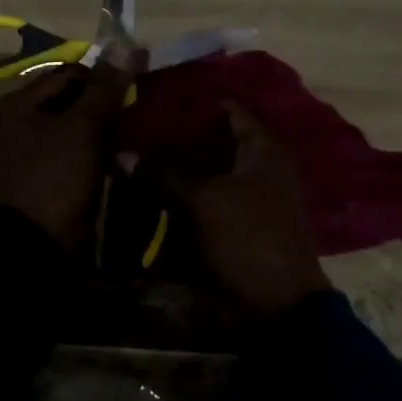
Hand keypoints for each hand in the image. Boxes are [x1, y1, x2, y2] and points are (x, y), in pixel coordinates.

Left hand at [0, 59, 135, 246]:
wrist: (32, 248)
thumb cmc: (52, 178)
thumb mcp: (82, 128)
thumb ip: (105, 87)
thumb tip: (127, 44)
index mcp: (15, 105)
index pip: (68, 74)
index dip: (103, 78)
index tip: (134, 90)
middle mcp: (15, 126)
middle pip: (70, 102)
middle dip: (104, 108)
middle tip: (137, 116)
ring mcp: (27, 156)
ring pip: (75, 132)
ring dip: (104, 134)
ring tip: (134, 138)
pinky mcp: (43, 182)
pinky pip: (74, 158)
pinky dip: (95, 157)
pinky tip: (121, 162)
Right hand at [151, 102, 329, 316]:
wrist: (277, 305)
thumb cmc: (248, 238)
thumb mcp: (203, 202)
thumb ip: (164, 174)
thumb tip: (124, 153)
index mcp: (263, 151)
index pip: (232, 111)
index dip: (199, 102)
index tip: (161, 95)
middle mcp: (260, 168)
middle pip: (216, 142)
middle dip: (180, 136)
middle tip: (140, 126)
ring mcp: (250, 198)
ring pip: (208, 173)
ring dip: (178, 168)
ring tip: (138, 155)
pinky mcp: (237, 225)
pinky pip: (206, 201)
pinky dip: (184, 197)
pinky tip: (153, 193)